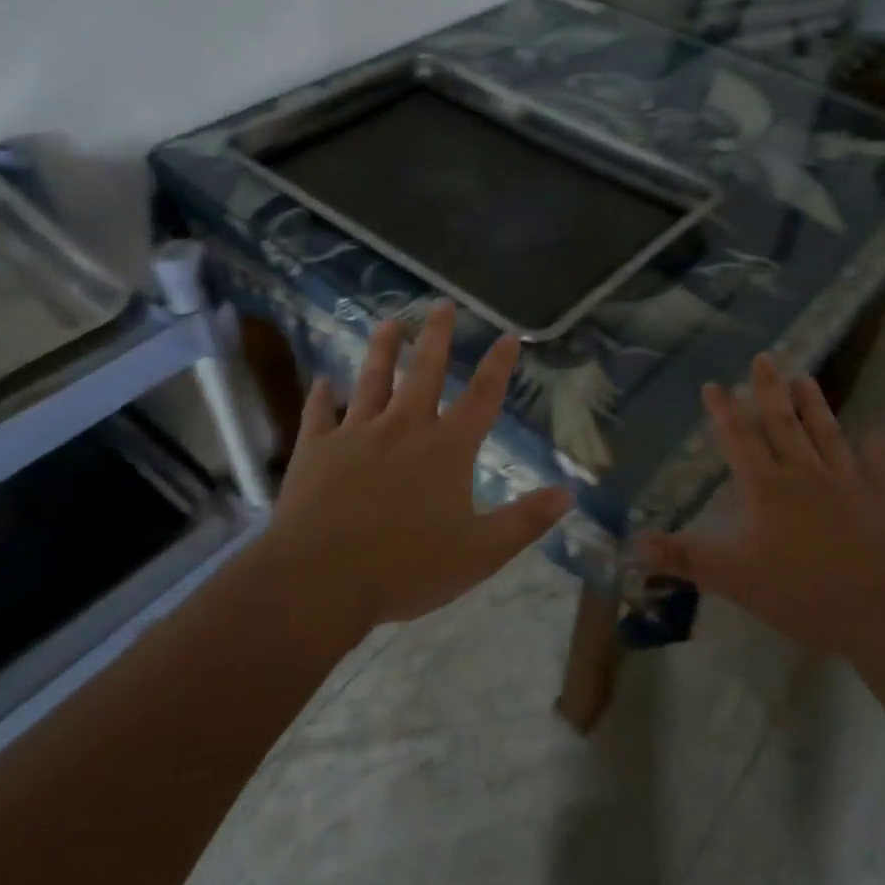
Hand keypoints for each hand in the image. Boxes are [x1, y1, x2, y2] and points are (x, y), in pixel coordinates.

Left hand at [264, 302, 572, 633]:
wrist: (320, 581)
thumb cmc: (406, 568)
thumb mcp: (480, 553)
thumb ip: (525, 521)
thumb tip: (568, 493)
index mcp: (445, 449)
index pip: (481, 397)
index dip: (498, 366)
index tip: (508, 336)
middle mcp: (403, 428)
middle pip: (424, 372)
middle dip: (436, 336)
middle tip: (441, 304)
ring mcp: (355, 435)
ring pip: (372, 380)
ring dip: (382, 349)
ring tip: (389, 322)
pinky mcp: (316, 450)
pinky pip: (320, 414)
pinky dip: (322, 397)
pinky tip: (323, 381)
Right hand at [641, 353, 884, 658]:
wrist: (877, 610)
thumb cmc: (798, 591)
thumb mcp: (731, 578)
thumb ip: (684, 557)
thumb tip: (635, 542)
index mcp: (766, 488)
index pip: (739, 440)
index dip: (723, 412)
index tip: (713, 384)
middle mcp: (803, 474)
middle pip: (782, 424)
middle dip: (768, 390)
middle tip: (764, 358)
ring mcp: (845, 482)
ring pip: (825, 434)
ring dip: (813, 405)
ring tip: (805, 377)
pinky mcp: (878, 500)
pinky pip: (876, 468)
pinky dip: (876, 450)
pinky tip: (879, 434)